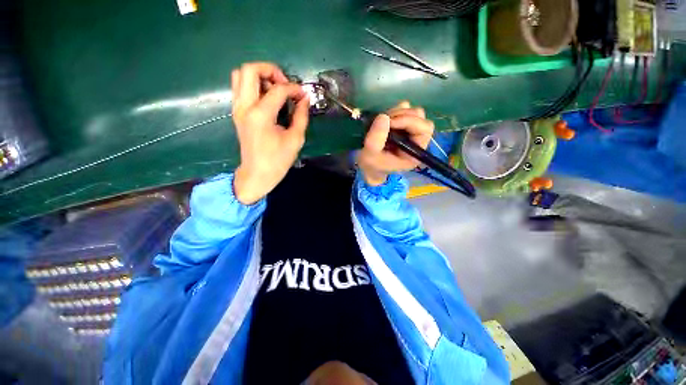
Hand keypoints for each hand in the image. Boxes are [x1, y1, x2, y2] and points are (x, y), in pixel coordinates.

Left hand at [231, 62, 309, 204]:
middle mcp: (245, 107)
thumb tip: (305, 99)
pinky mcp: (237, 112)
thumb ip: (301, 116)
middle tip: (284, 84)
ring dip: (259, 75)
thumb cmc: (278, 160)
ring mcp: (237, 108)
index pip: (278, 90)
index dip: (294, 88)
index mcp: (261, 115)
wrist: (257, 174)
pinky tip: (267, 97)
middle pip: (249, 69)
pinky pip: (240, 87)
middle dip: (270, 70)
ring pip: (240, 75)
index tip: (303, 94)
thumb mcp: (295, 139)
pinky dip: (253, 85)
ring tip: (275, 88)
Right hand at [357, 101, 433, 185]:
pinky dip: (395, 111)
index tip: (390, 122)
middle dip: (402, 115)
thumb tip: (383, 117)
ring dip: (398, 112)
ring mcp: (411, 132)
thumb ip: (376, 139)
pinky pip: (406, 110)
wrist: (370, 166)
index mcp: (415, 152)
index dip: (408, 121)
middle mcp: (417, 141)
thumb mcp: (370, 155)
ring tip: (383, 121)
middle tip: (384, 120)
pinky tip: (385, 119)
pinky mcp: (404, 125)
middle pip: (420, 118)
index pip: (424, 130)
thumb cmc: (372, 164)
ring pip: (414, 113)